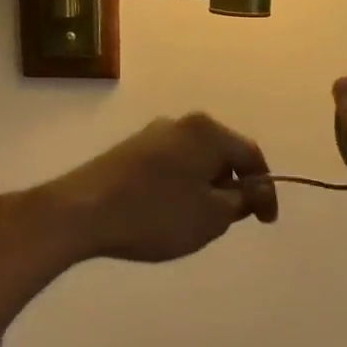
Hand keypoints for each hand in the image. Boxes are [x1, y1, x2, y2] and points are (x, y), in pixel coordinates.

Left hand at [41, 113, 278, 262]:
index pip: (251, 156)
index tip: (266, 222)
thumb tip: (256, 189)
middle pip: (221, 154)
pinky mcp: (127, 152)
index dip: (265, 190)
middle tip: (231, 221)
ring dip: (204, 188)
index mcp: (207, 132)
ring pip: (193, 161)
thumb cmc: (156, 214)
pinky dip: (179, 188)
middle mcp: (180, 124)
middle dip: (232, 187)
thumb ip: (242, 201)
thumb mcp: (211, 216)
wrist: (80, 212)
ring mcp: (150, 135)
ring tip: (198, 221)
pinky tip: (167, 213)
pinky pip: (168, 167)